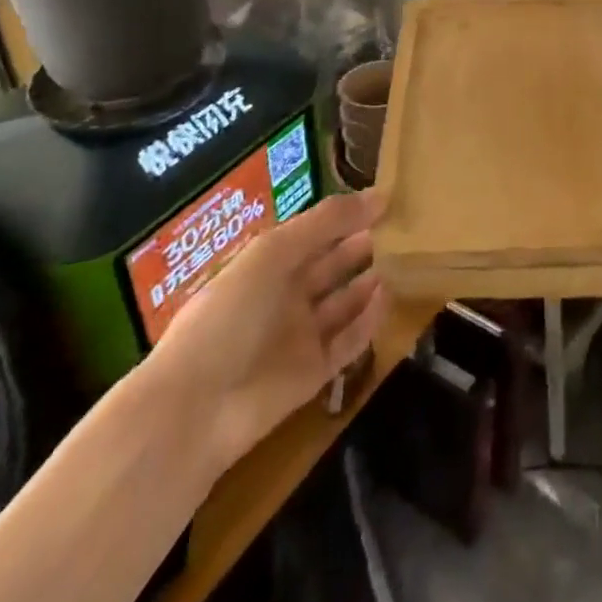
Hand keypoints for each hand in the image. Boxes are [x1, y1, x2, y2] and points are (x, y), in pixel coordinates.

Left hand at [143, 190, 388, 469]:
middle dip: (358, 246)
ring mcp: (298, 336)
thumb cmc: (230, 314)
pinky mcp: (313, 374)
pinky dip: (368, 321)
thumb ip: (325, 222)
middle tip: (401, 228)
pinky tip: (389, 297)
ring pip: (342, 303)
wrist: (197, 407)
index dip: (343, 217)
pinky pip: (348, 341)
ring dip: (367, 282)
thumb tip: (379, 194)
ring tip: (404, 259)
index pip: (311, 234)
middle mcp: (283, 297)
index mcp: (266, 265)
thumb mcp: (273, 253)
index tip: (384, 200)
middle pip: (328, 266)